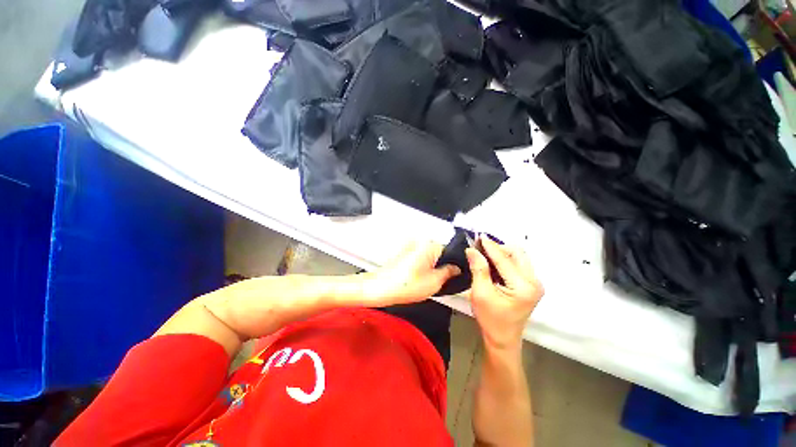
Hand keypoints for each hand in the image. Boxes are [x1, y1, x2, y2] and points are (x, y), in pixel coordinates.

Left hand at [360, 241, 460, 306]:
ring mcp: (410, 247)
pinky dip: (421, 267)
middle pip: (439, 253)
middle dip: (442, 266)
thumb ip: (449, 273)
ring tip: (425, 281)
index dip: (454, 265)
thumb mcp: (434, 282)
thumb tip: (456, 268)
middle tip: (439, 281)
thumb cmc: (403, 285)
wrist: (379, 288)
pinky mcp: (404, 253)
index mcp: (428, 246)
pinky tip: (417, 279)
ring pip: (429, 257)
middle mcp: (419, 242)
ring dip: (431, 267)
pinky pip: (419, 258)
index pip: (450, 251)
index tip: (454, 276)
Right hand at [466, 236, 543, 350]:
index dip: (490, 246)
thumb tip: (472, 250)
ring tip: (485, 254)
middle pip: (517, 253)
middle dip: (498, 248)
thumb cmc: (490, 319)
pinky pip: (518, 264)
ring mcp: (535, 283)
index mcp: (523, 287)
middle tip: (480, 248)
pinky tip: (493, 262)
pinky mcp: (531, 284)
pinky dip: (505, 259)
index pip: (504, 259)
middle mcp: (534, 282)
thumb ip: (478, 269)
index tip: (478, 236)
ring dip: (502, 253)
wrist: (502, 338)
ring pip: (519, 257)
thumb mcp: (480, 293)